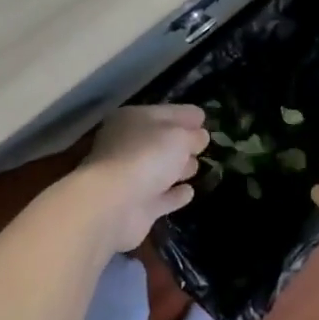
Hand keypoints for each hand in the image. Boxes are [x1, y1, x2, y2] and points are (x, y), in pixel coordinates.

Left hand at [79, 104, 209, 250]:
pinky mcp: (137, 207)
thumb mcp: (178, 136)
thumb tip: (200, 137)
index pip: (165, 112)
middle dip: (182, 142)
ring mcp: (131, 178)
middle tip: (203, 144)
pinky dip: (174, 195)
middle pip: (161, 141)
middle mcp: (128, 146)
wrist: (114, 205)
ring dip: (178, 168)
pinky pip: (162, 197)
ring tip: (198, 167)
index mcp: (132, 120)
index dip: (185, 114)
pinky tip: (189, 192)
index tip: (204, 117)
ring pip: (161, 169)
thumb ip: (192, 135)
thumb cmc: (146, 156)